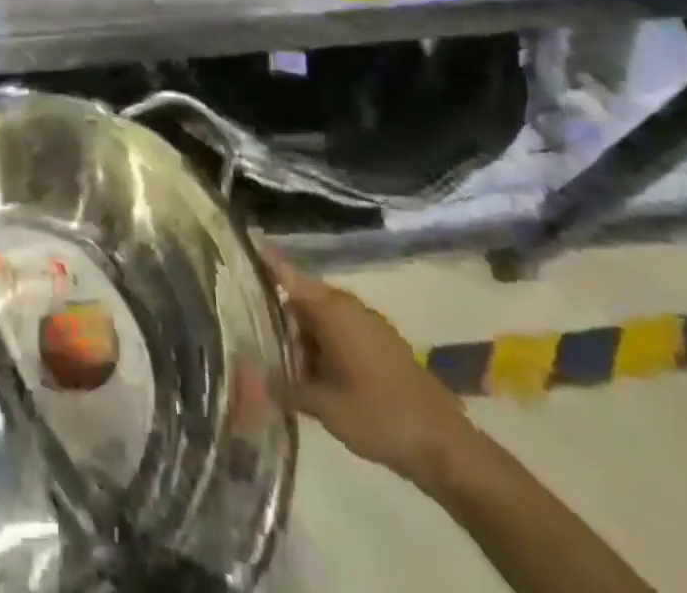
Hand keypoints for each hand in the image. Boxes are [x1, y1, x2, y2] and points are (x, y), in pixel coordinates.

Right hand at [261, 242, 476, 492]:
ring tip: (279, 363)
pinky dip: (322, 348)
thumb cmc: (378, 415)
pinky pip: (340, 334)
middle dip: (279, 318)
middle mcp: (347, 307)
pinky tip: (312, 377)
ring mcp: (367, 325)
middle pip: (302, 300)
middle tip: (252, 335)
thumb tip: (258, 379)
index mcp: (331, 309)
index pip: (287, 273)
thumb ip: (288, 388)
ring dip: (302, 339)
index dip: (264, 259)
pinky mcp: (381, 345)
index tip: (242, 240)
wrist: (444, 446)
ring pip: (321, 320)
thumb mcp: (325, 406)